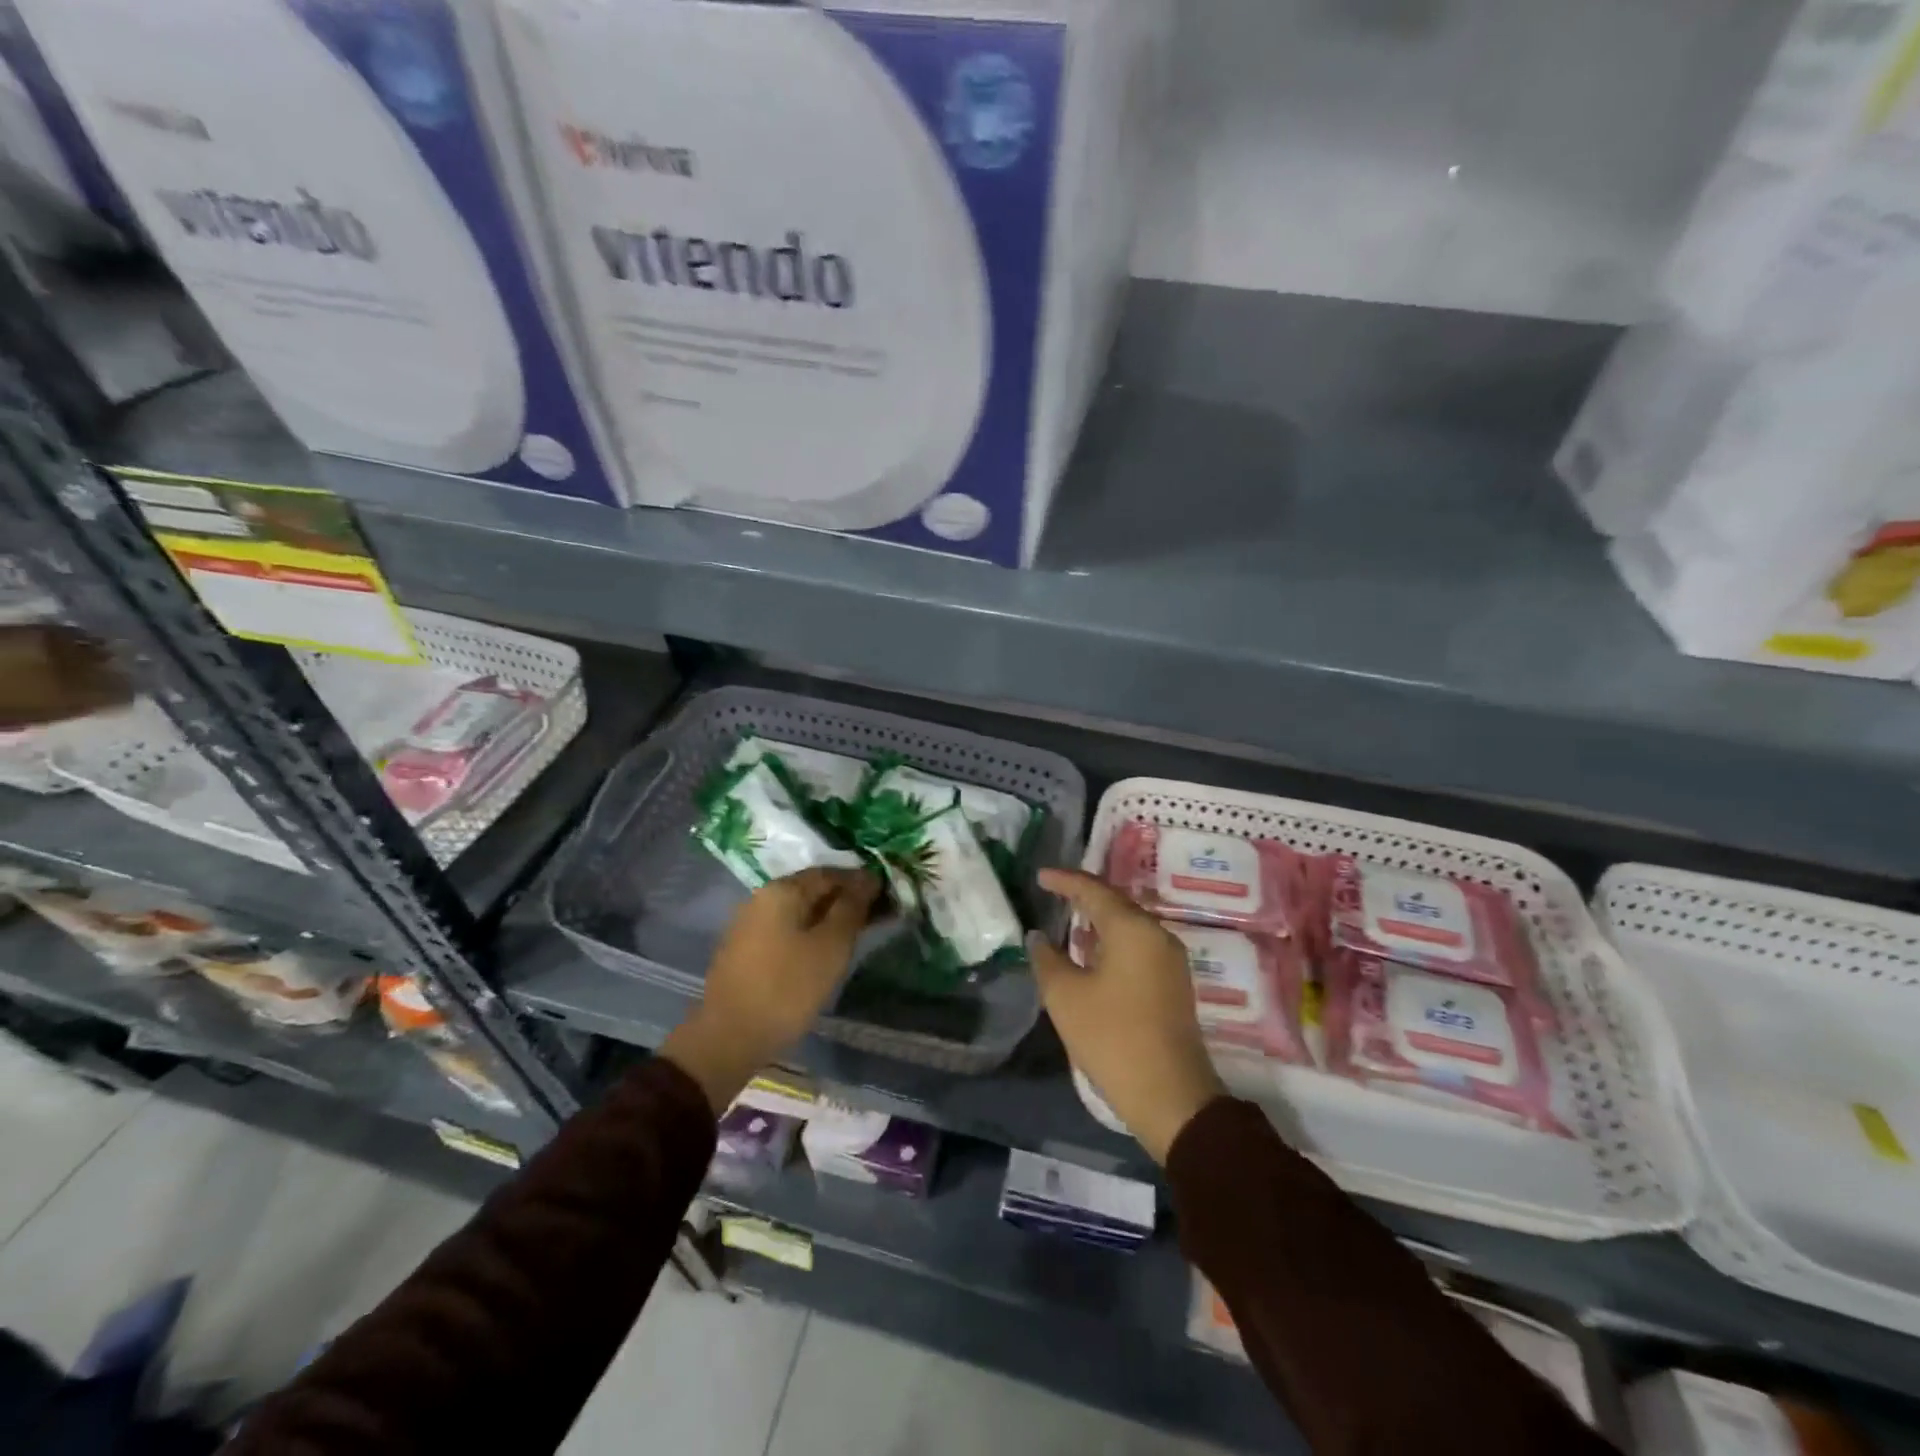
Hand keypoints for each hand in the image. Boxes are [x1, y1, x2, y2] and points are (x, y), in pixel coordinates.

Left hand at [662, 867, 880, 1112]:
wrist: (730, 1037)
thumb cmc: (788, 988)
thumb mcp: (831, 946)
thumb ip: (852, 907)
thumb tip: (868, 878)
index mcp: (783, 889)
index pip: (831, 872)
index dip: (861, 881)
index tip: (888, 896)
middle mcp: (762, 897)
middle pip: (813, 890)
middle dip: (846, 900)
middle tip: (877, 916)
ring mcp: (749, 923)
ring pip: (799, 911)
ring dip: (828, 918)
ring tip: (855, 935)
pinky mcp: (744, 948)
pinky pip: (785, 929)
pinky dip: (809, 933)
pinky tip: (823, 951)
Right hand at [1030, 868, 1224, 1162]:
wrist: (1171, 1096)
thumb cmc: (1112, 1038)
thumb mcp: (1066, 997)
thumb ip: (1047, 959)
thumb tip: (1038, 936)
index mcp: (1133, 929)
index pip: (1094, 890)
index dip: (1065, 880)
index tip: (1041, 876)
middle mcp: (1157, 934)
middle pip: (1116, 904)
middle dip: (1083, 897)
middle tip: (1053, 893)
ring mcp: (1170, 960)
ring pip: (1129, 926)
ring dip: (1099, 920)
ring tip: (1069, 920)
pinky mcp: (1173, 983)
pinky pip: (1138, 946)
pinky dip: (1112, 941)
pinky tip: (1092, 953)